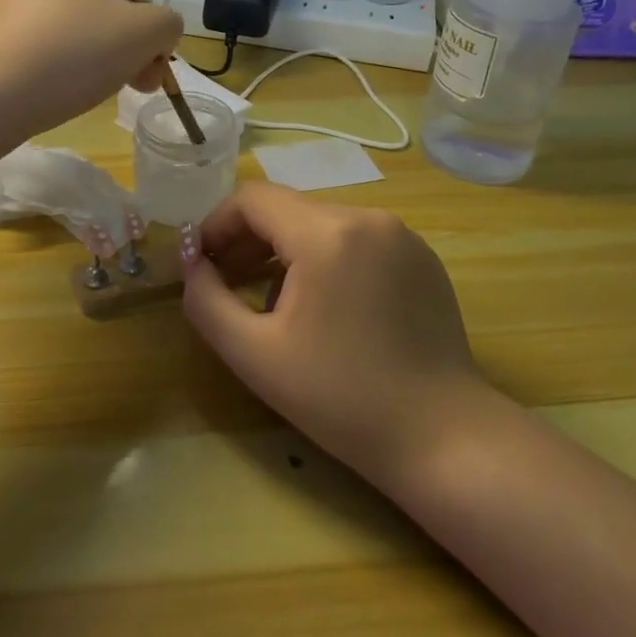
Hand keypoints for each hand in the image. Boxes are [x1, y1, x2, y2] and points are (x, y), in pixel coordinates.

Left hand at [0, 0, 183, 131]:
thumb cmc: (72, 52)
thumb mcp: (144, 33)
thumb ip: (167, 24)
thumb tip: (158, 32)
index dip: (145, 23)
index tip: (151, 62)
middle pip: (96, 4)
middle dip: (123, 44)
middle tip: (135, 83)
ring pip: (68, 26)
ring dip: (93, 56)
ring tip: (97, 91)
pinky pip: (36, 43)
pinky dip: (55, 65)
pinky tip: (59, 92)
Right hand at [182, 183, 490, 490]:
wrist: (442, 437)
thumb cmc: (340, 398)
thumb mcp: (254, 354)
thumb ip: (206, 300)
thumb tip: (193, 264)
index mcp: (327, 234)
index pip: (253, 199)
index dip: (216, 224)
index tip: (200, 262)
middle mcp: (368, 218)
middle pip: (287, 209)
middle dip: (247, 240)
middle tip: (225, 282)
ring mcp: (401, 235)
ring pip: (321, 224)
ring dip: (285, 251)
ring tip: (270, 302)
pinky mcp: (422, 258)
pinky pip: (356, 240)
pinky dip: (326, 259)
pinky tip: (324, 309)